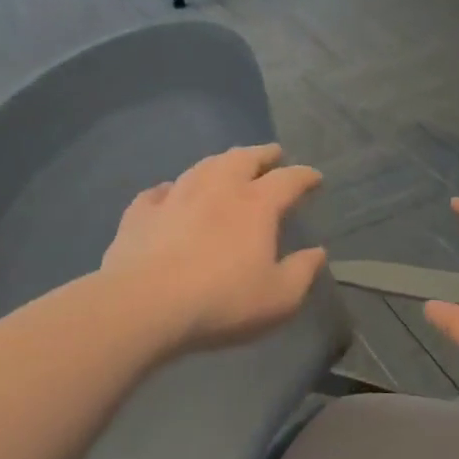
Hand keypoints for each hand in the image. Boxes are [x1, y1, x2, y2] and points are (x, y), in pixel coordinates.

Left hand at [102, 145, 326, 353]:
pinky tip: (169, 193)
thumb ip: (302, 272)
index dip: (305, 177)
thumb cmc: (223, 301)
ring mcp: (175, 197)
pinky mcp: (140, 214)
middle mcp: (217, 189)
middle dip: (262, 154)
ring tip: (227, 164)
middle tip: (272, 154)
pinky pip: (158, 192)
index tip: (315, 178)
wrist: (146, 305)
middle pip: (243, 158)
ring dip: (220, 162)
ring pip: (202, 166)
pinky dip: (171, 189)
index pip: (288, 180)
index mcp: (256, 205)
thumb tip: (317, 252)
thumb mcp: (279, 297)